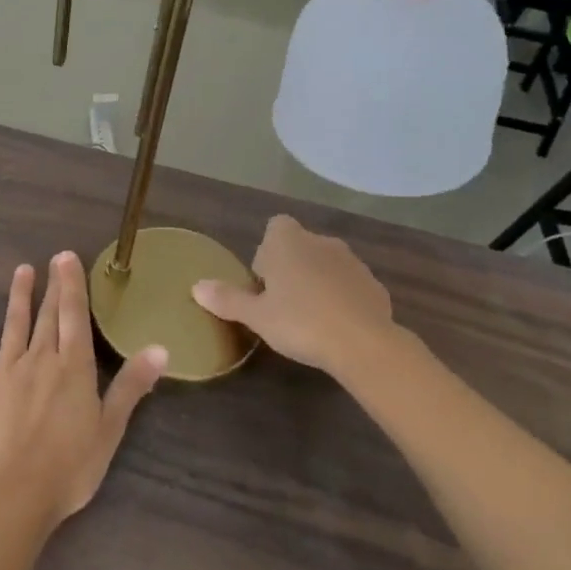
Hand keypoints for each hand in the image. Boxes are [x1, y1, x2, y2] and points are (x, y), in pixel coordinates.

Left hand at [0, 253, 164, 525]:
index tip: (67, 256)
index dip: (72, 285)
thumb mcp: (109, 429)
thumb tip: (161, 348)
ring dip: (19, 297)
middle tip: (52, 258)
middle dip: (52, 286)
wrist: (11, 496)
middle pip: (48, 316)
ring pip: (14, 324)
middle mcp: (40, 359)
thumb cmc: (68, 468)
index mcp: (73, 368)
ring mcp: (5, 370)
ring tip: (21, 271)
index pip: (75, 316)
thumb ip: (132, 386)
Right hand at [191, 216, 399, 378]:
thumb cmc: (300, 322)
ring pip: (326, 265)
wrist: (362, 343)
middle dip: (291, 269)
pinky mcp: (374, 284)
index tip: (264, 282)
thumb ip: (227, 299)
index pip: (276, 226)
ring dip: (317, 282)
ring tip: (309, 319)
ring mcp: (352, 262)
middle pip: (300, 246)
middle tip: (281, 305)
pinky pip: (349, 285)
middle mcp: (321, 242)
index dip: (267, 251)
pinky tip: (336, 328)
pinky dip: (341, 299)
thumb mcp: (256, 316)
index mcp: (289, 242)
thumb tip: (196, 286)